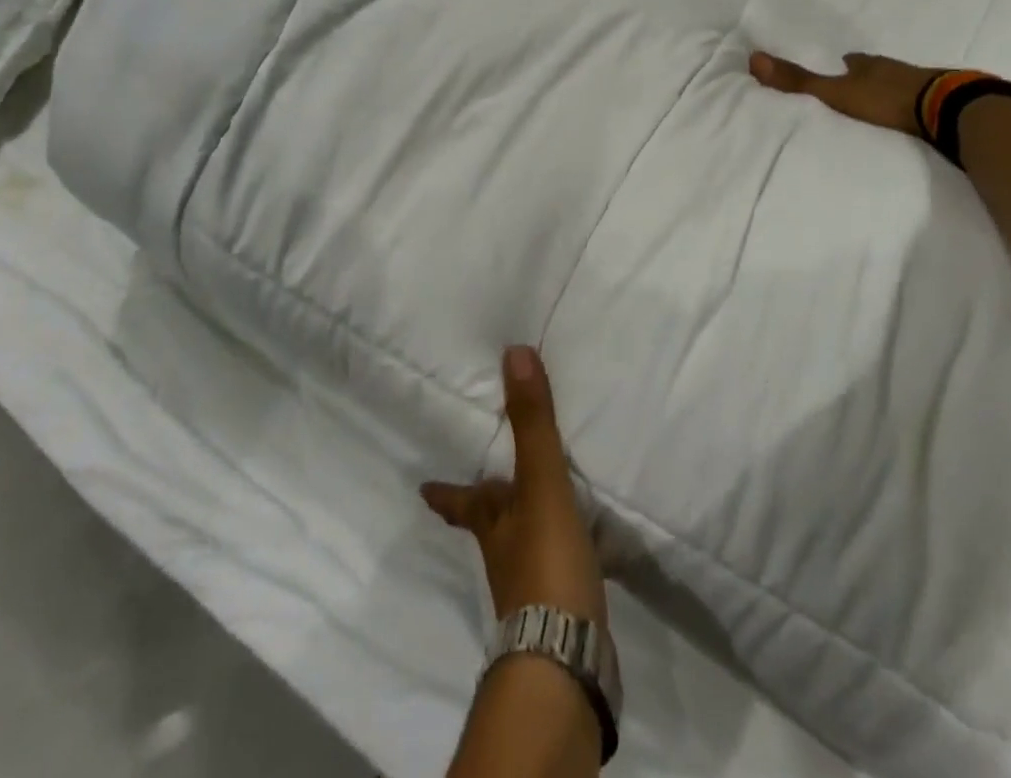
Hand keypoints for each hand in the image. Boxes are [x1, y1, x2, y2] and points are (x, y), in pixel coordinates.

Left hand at [422, 347, 607, 627]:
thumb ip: (531, 422)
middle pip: (492, 523)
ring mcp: (533, 586)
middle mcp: (506, 552)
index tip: (421, 487)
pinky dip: (568, 552)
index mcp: (494, 522)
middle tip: (495, 486)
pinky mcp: (563, 607)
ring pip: (525, 545)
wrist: (567, 657)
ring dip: (531, 525)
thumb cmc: (544, 561)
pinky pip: (561, 567)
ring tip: (549, 507)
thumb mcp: (540, 483)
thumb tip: (513, 352)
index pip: (462, 500)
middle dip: (492, 506)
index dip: (444, 492)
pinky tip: (589, 548)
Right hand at [748, 50, 939, 136]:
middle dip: (868, 76)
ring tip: (881, 103)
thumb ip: (798, 82)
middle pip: (877, 70)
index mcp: (868, 65)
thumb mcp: (835, 92)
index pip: (852, 60)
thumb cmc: (885, 99)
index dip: (845, 63)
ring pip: (900, 82)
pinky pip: (922, 99)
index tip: (840, 65)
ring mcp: (922, 82)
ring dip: (891, 90)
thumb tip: (753, 58)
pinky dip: (914, 104)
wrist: (945, 109)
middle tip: (858, 84)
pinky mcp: (943, 100)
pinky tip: (911, 115)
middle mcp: (894, 69)